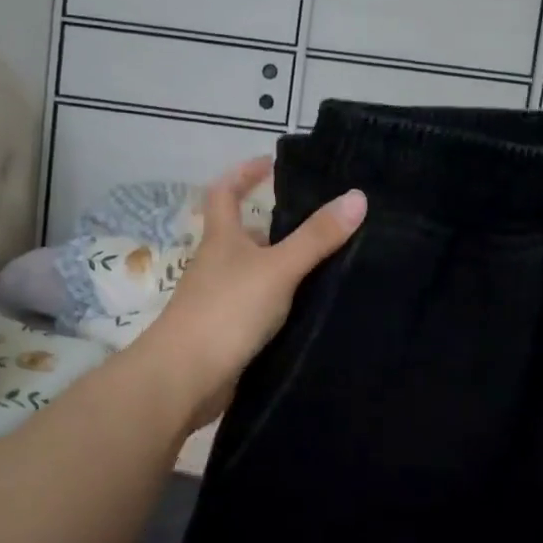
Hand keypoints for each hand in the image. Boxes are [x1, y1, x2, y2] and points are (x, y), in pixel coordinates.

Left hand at [139, 157, 365, 427]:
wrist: (185, 379)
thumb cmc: (226, 310)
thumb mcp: (278, 268)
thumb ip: (316, 237)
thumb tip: (357, 196)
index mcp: (221, 240)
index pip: (224, 193)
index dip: (243, 174)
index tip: (270, 164)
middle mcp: (217, 265)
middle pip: (244, 235)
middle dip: (276, 225)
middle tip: (322, 221)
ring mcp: (220, 300)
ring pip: (256, 273)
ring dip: (284, 267)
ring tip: (330, 263)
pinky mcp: (229, 333)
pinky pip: (260, 308)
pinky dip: (282, 303)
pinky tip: (311, 309)